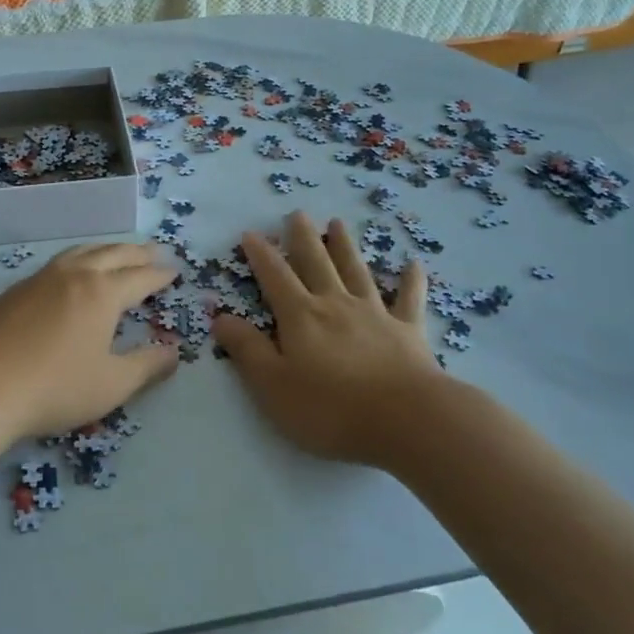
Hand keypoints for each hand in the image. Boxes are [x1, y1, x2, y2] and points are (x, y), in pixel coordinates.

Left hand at [0, 243, 178, 440]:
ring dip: (105, 249)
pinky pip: (56, 264)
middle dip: (137, 252)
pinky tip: (70, 274)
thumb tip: (174, 351)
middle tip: (155, 250)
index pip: (140, 277)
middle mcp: (73, 275)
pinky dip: (76, 260)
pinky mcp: (13, 290)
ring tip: (116, 252)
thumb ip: (147, 366)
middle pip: (112, 254)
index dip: (160, 275)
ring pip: (80, 252)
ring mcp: (39, 279)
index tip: (175, 271)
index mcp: (102, 293)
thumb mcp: (111, 385)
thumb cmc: (53, 388)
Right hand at [212, 212, 442, 467]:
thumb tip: (219, 317)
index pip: (274, 277)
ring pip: (356, 271)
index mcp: (300, 316)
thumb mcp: (273, 386)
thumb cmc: (331, 409)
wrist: (408, 420)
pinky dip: (410, 281)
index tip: (251, 233)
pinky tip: (413, 264)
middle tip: (297, 213)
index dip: (260, 255)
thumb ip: (247, 350)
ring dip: (345, 246)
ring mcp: (375, 314)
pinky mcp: (409, 331)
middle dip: (303, 238)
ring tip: (338, 223)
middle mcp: (335, 304)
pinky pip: (409, 299)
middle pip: (316, 263)